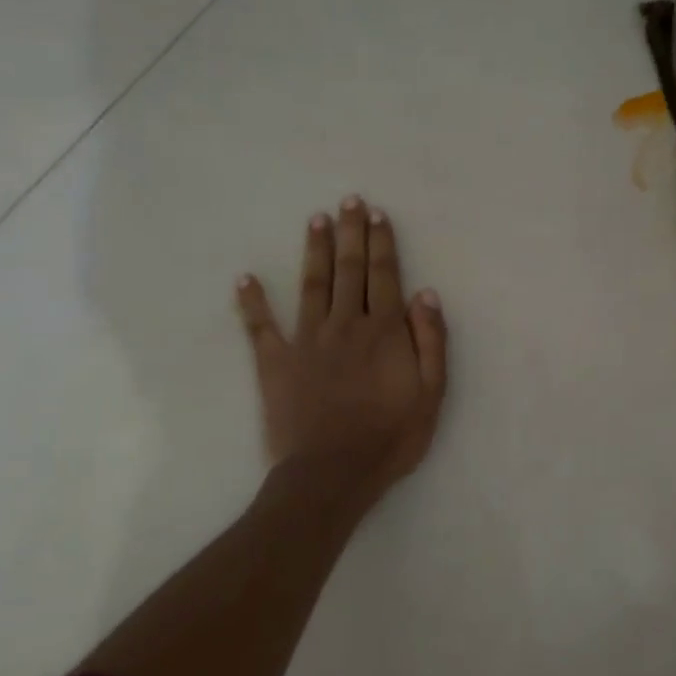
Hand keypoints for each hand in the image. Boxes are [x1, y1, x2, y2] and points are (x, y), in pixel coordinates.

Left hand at [236, 198, 448, 503]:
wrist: (333, 474)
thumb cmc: (390, 436)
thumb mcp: (431, 393)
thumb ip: (431, 341)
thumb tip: (425, 293)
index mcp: (383, 331)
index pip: (383, 275)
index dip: (381, 243)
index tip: (377, 214)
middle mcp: (345, 324)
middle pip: (349, 270)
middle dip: (350, 232)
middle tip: (348, 201)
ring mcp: (307, 341)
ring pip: (312, 285)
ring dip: (315, 250)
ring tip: (315, 219)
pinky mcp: (276, 363)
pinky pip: (261, 327)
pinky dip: (252, 302)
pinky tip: (244, 278)